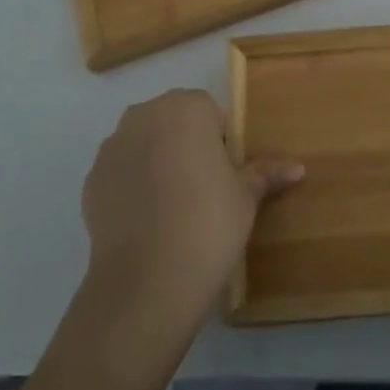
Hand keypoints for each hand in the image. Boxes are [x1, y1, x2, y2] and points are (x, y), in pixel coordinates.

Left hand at [81, 89, 302, 318]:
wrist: (145, 282)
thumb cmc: (208, 223)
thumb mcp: (246, 197)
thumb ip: (266, 174)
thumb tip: (298, 168)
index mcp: (186, 107)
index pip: (209, 113)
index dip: (220, 143)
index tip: (225, 176)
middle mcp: (145, 115)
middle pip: (173, 122)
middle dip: (187, 146)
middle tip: (203, 191)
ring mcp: (112, 147)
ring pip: (144, 145)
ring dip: (158, 163)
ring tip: (173, 209)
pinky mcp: (91, 180)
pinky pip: (121, 173)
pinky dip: (133, 187)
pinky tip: (147, 222)